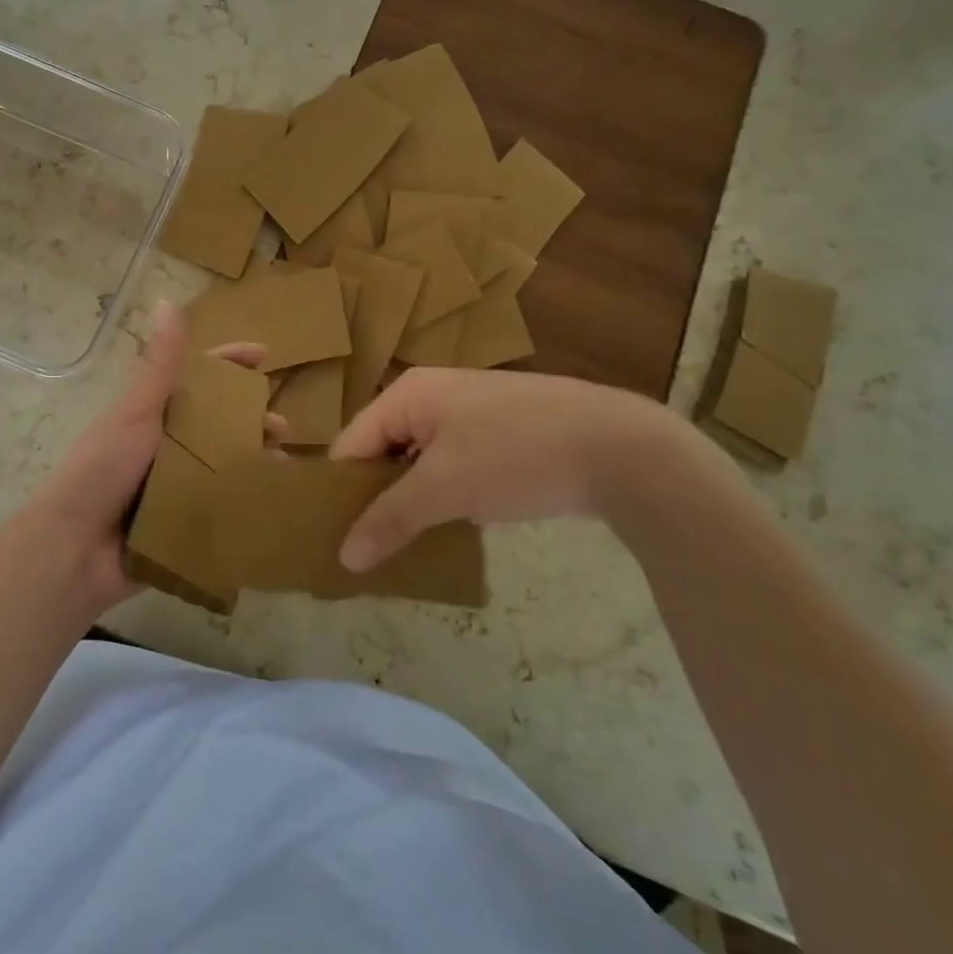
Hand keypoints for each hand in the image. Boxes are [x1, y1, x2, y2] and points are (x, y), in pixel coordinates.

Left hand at [6, 302, 274, 616]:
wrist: (73, 549)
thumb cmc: (101, 469)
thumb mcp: (134, 412)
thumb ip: (159, 365)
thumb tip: (168, 301)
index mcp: (154, 413)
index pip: (198, 377)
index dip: (230, 362)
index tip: (265, 356)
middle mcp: (167, 445)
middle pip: (219, 422)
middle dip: (252, 419)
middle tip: (283, 428)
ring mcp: (175, 485)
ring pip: (224, 463)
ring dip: (254, 460)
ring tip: (283, 467)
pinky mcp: (181, 523)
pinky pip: (219, 506)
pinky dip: (244, 500)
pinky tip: (272, 502)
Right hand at [327, 367, 686, 572]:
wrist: (619, 446)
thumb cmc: (515, 456)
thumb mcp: (444, 490)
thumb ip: (389, 520)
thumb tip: (344, 559)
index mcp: (407, 394)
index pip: (351, 444)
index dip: (340, 491)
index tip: (332, 538)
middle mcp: (431, 394)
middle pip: (383, 450)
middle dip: (376, 498)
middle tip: (368, 549)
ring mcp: (469, 410)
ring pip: (420, 459)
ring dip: (412, 499)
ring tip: (402, 546)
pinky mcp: (501, 431)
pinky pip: (453, 462)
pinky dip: (445, 493)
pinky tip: (449, 528)